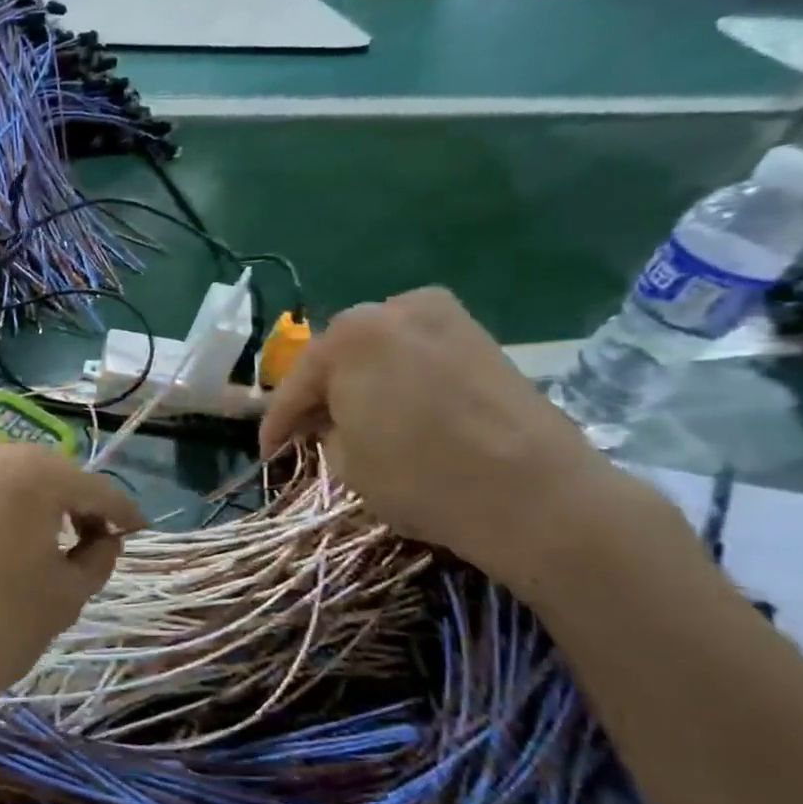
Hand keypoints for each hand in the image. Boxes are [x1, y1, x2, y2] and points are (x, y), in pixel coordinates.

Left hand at [0, 443, 144, 742]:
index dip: (123, 512)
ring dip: (31, 500)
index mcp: (35, 474)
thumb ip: (98, 559)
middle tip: (88, 539)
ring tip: (38, 540)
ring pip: (6, 476)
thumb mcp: (65, 599)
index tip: (138, 530)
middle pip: (49, 472)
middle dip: (75, 502)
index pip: (95, 488)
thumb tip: (105, 538)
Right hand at [259, 288, 642, 590]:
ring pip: (383, 351)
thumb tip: (332, 423)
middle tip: (309, 431)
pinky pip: (420, 355)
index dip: (277, 423)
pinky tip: (400, 409)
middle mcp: (395, 309)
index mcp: (351, 335)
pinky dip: (401, 379)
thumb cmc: (422, 477)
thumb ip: (326, 432)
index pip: (297, 383)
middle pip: (341, 355)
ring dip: (363, 382)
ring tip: (355, 419)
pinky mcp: (483, 338)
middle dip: (323, 393)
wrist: (535, 494)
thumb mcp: (348, 463)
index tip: (267, 453)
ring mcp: (446, 318)